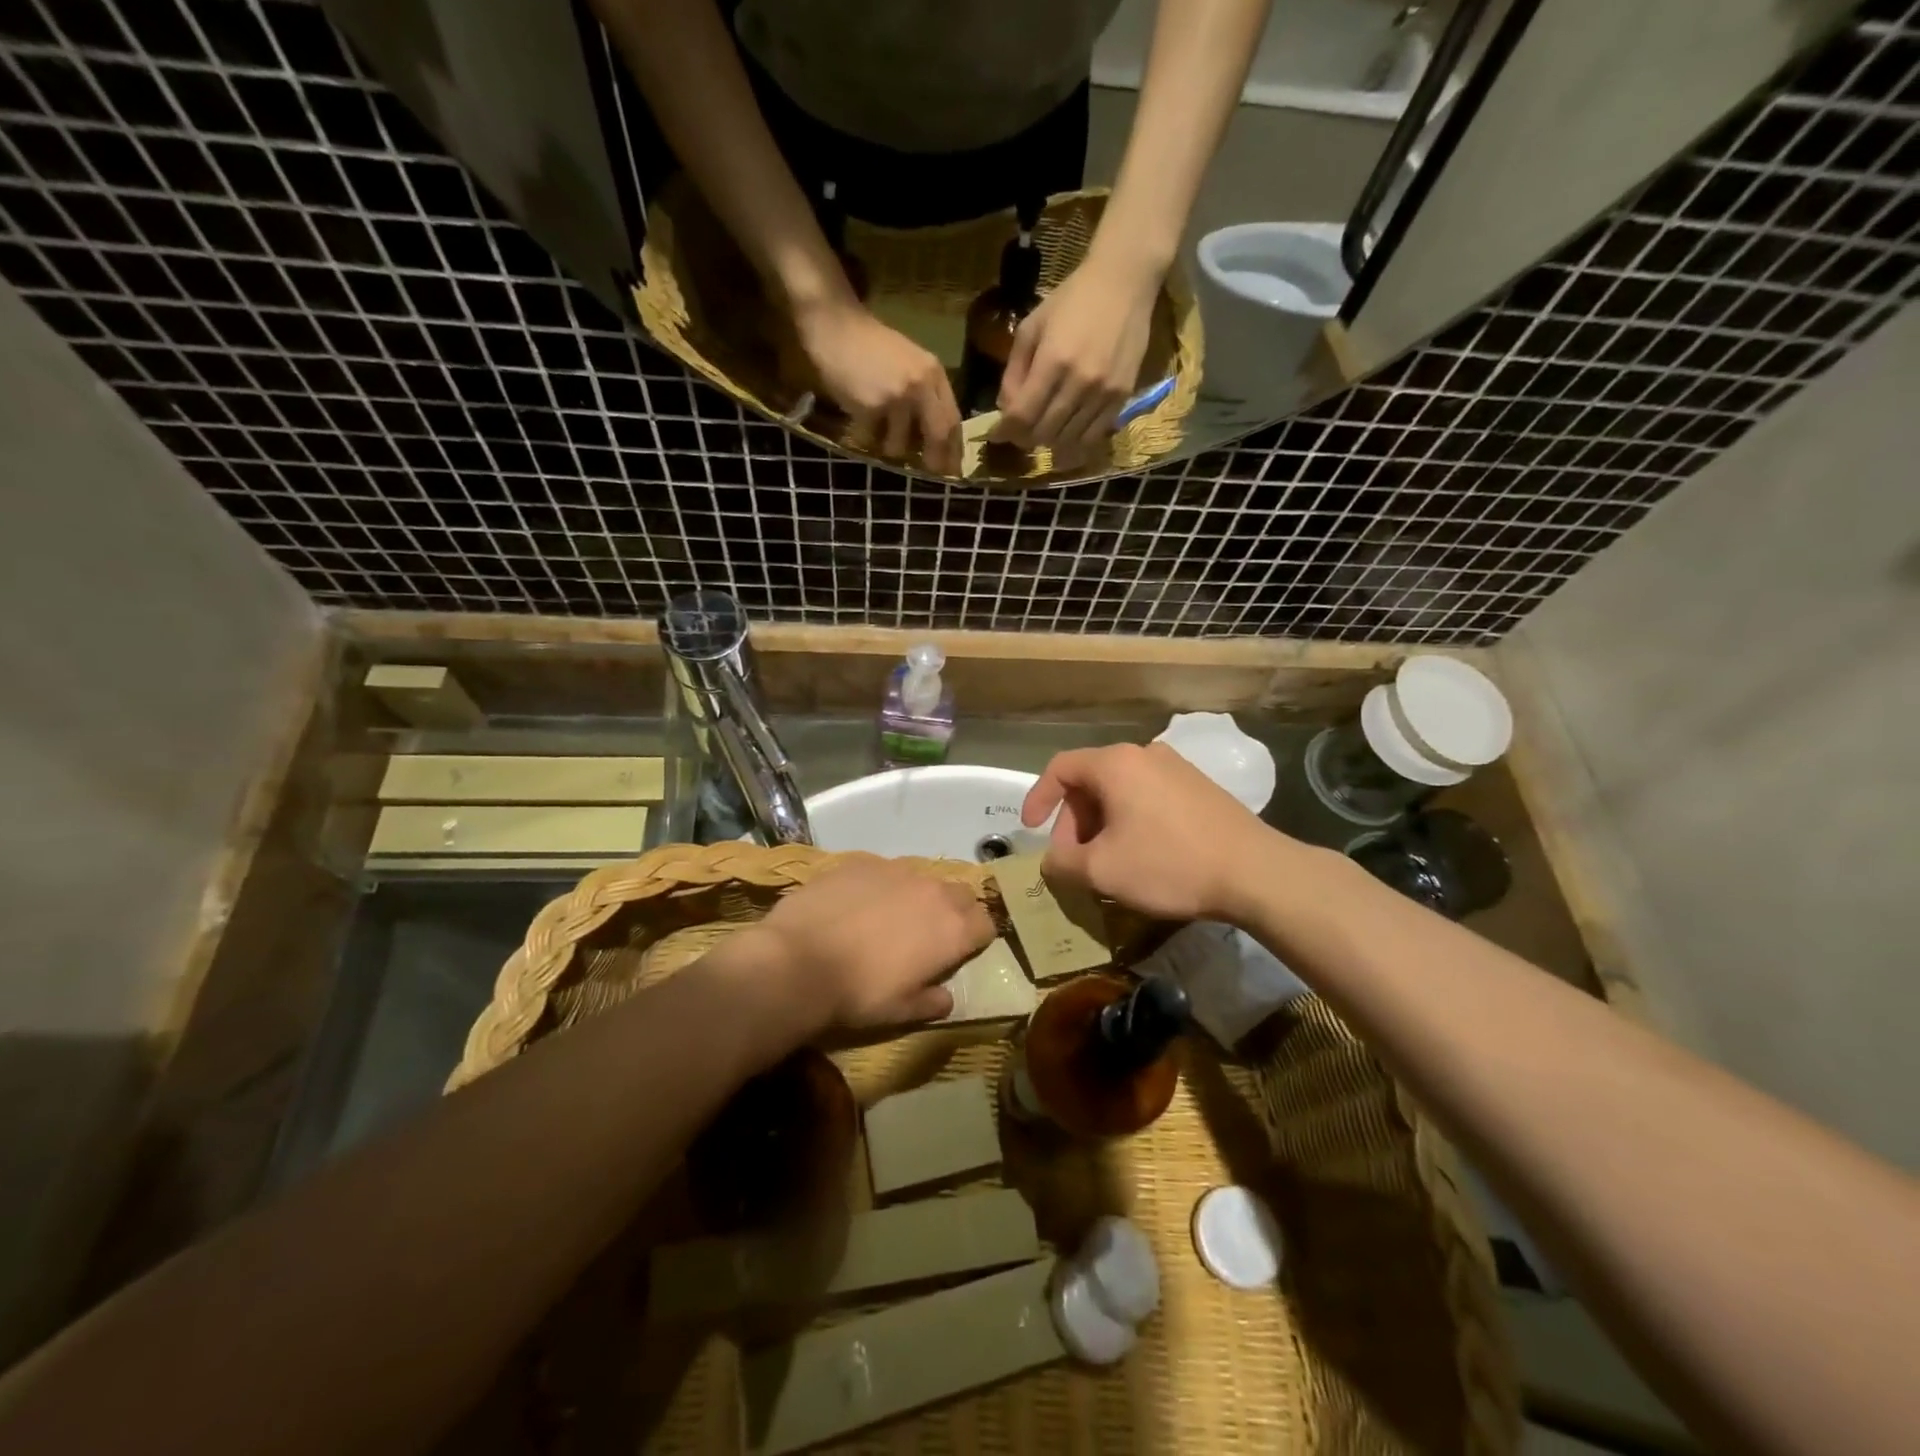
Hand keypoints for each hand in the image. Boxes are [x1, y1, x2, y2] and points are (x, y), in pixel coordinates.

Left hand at [734, 855, 993, 1032]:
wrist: (798, 960)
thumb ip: (932, 1001)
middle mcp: (933, 891)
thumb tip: (946, 997)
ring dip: (918, 895)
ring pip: (923, 878)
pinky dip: (881, 885)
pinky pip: (884, 870)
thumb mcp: (902, 1012)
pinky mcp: (863, 861)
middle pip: (962, 894)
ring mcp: (897, 870)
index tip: (963, 951)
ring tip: (891, 917)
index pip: (986, 923)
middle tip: (931, 934)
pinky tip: (856, 905)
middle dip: (955, 910)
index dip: (977, 938)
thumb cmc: (858, 994)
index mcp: (952, 929)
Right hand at [792, 295, 962, 474]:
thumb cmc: (871, 346)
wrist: (836, 326)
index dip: (954, 448)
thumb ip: (925, 394)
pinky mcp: (871, 406)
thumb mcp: (909, 363)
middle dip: (935, 460)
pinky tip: (857, 419)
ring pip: (901, 444)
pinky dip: (863, 436)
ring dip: (889, 446)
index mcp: (933, 374)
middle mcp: (920, 385)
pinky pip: (871, 439)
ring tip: (878, 430)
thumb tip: (935, 439)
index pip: (953, 419)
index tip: (952, 468)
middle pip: (938, 435)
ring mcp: (896, 397)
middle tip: (930, 473)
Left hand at [993, 249, 1160, 455]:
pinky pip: (1093, 436)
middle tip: (1019, 431)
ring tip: (1042, 431)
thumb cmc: (1072, 299)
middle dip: (1024, 438)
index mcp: (1053, 361)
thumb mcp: (1032, 328)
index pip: (1022, 415)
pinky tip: (1066, 434)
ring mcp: (1103, 393)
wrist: (1125, 282)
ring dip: (1049, 442)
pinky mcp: (1121, 397)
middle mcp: (1080, 382)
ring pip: (1067, 440)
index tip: (997, 434)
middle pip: (1043, 433)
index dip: (1005, 431)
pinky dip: (1075, 442)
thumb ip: (1014, 372)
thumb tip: (1005, 409)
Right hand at [1020, 742, 1278, 922]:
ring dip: (1102, 823)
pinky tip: (1141, 855)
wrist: (1255, 873)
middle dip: (1074, 821)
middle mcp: (1144, 753)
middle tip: (1075, 859)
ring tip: (1107, 862)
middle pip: (1090, 780)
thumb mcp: (1102, 871)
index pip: (1060, 768)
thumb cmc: (1169, 864)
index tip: (1030, 830)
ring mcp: (1176, 767)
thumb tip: (1052, 861)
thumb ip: (1063, 864)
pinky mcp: (1199, 786)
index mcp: (1115, 764)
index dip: (1038, 798)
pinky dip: (1130, 820)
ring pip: (1120, 790)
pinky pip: (1148, 796)